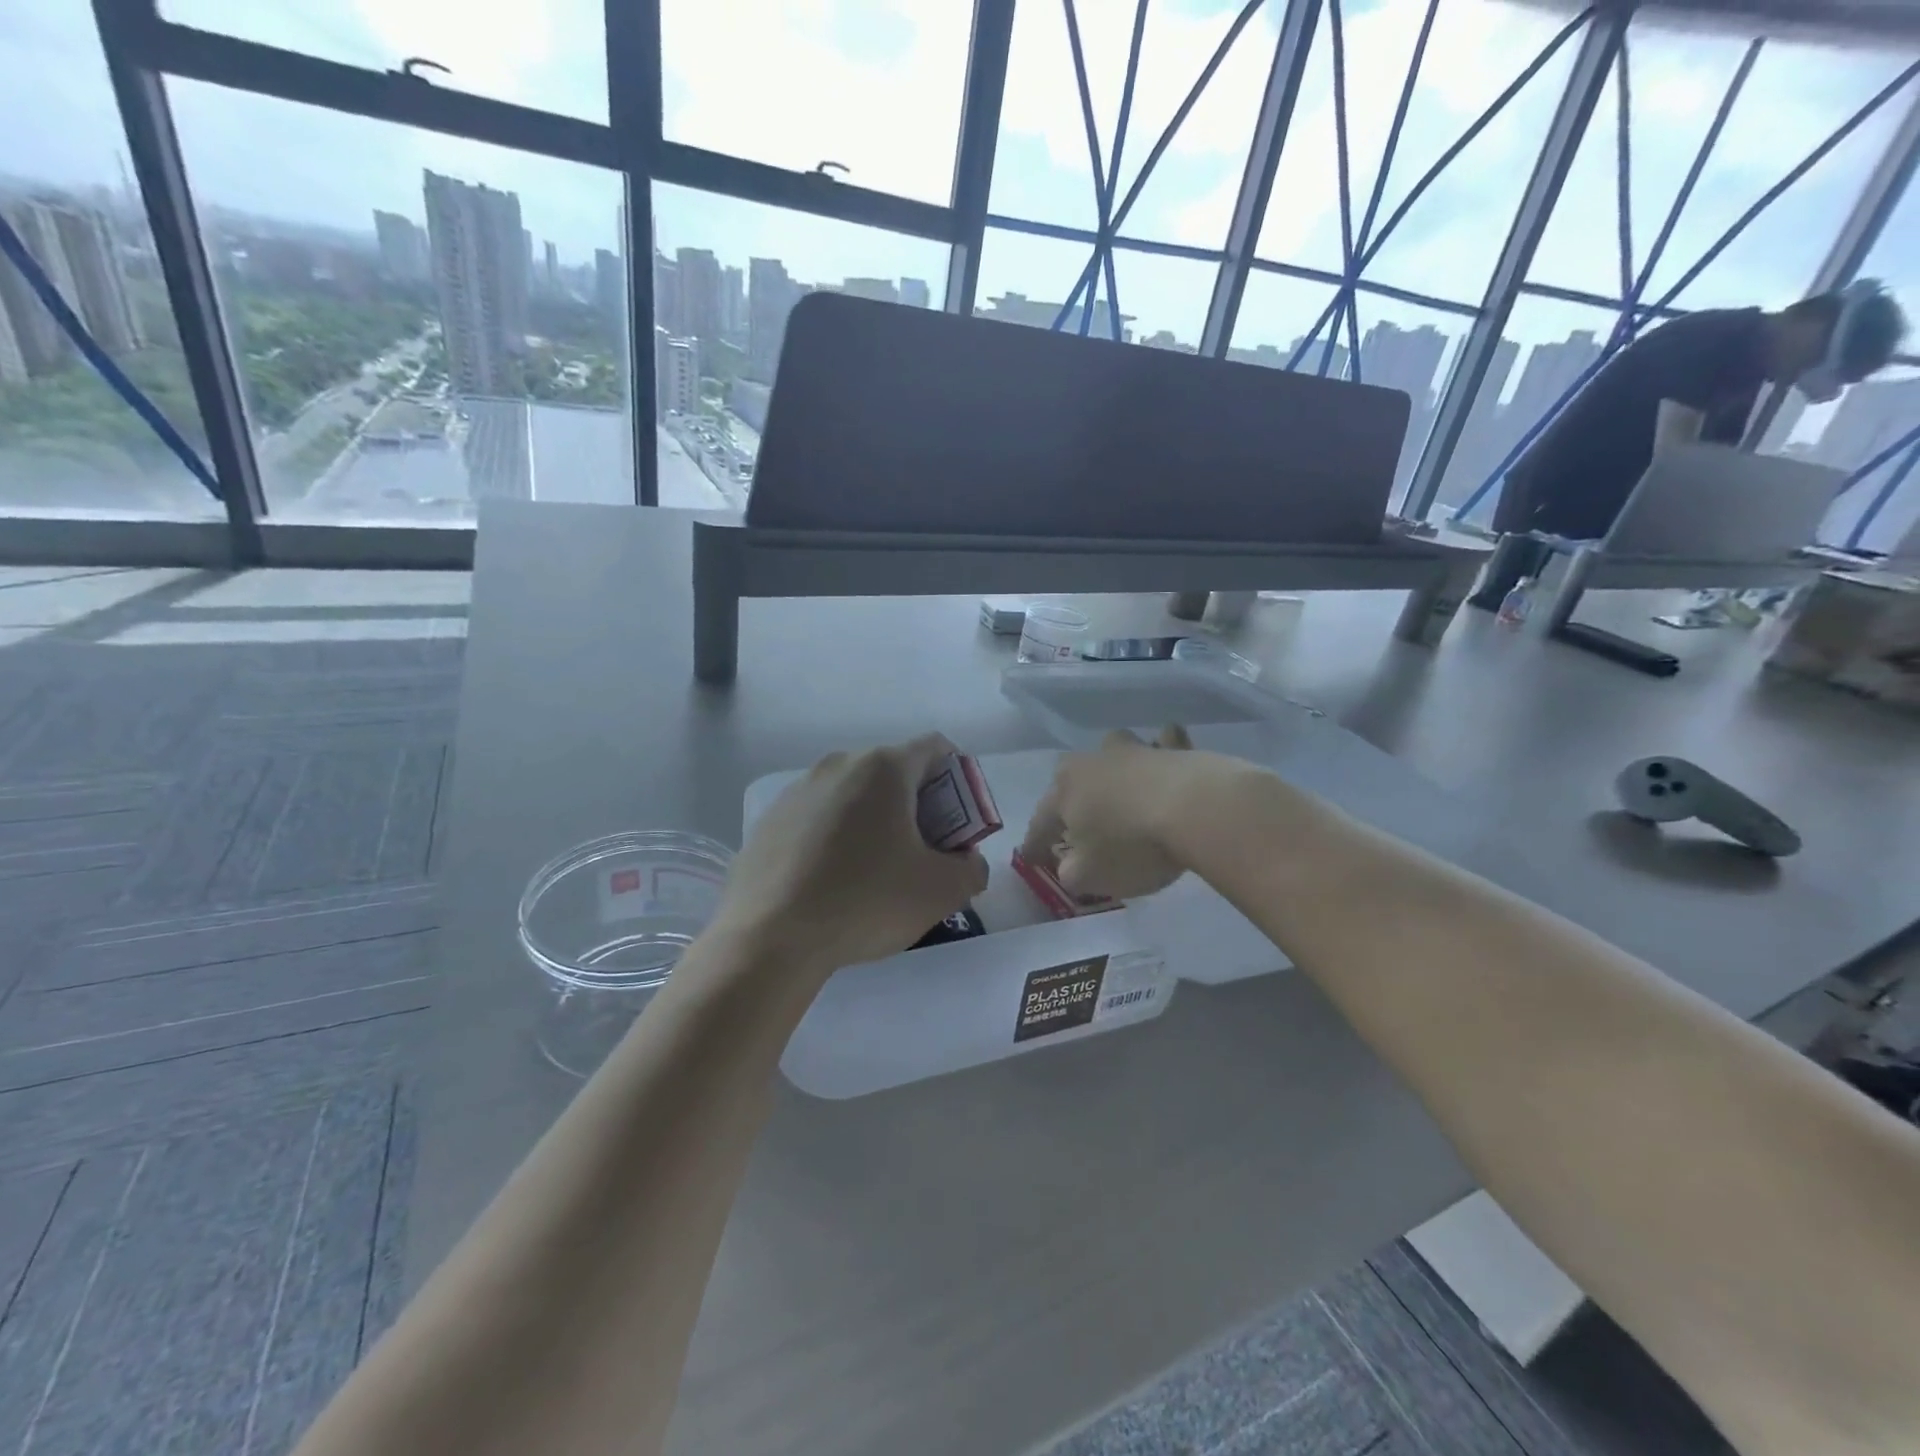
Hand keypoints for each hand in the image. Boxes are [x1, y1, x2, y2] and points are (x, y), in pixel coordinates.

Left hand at [716, 734, 988, 975]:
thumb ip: (972, 869)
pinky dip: (837, 837)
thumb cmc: (865, 901)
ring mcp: (797, 790)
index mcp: (883, 768)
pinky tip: (833, 881)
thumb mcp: (940, 891)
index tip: (960, 821)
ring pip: (853, 795)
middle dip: (918, 805)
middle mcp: (838, 764)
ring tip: (876, 872)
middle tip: (925, 852)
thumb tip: (967, 862)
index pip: (935, 747)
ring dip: (876, 821)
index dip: (958, 777)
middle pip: (893, 772)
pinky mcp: (769, 820)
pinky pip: (819, 818)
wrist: (769, 938)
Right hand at [1024, 726, 1199, 899]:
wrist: (1197, 810)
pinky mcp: (1175, 747)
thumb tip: (1071, 864)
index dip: (1035, 845)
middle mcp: (1092, 762)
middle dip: (1071, 798)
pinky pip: (1163, 744)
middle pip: (1073, 780)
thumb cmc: (1133, 846)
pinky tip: (1167, 754)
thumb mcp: (1091, 876)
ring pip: (1114, 753)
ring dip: (1114, 768)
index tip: (1032, 860)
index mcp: (1064, 792)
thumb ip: (1071, 872)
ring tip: (1121, 784)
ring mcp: (1134, 750)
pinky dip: (1162, 748)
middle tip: (1076, 821)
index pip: (1041, 823)